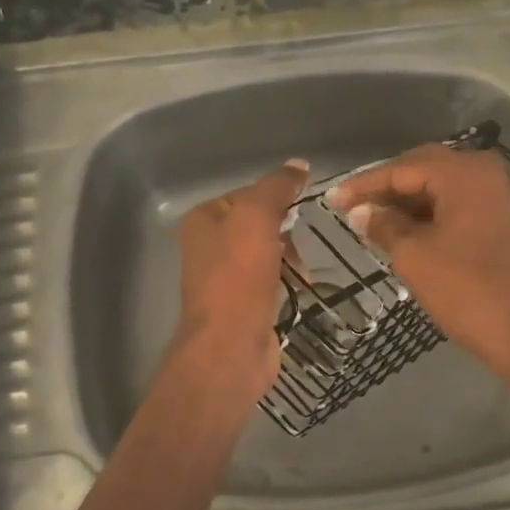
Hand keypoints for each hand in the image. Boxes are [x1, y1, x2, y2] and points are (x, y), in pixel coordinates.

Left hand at [175, 160, 309, 399]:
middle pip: (258, 223)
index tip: (303, 207)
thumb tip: (299, 164)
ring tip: (306, 270)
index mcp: (203, 220)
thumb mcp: (257, 217)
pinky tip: (303, 287)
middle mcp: (208, 246)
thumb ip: (276, 187)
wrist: (231, 346)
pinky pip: (272, 281)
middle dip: (285, 230)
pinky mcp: (242, 305)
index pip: (247, 193)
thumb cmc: (239, 276)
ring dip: (290, 258)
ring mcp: (224, 278)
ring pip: (267, 253)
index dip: (276, 196)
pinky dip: (288, 281)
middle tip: (304, 242)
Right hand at [327, 145, 509, 387]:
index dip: (365, 185)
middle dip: (389, 189)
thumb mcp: (415, 257)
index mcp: (466, 173)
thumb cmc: (468, 291)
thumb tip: (362, 212)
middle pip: (428, 170)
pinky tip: (413, 232)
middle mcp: (491, 173)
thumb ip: (384, 225)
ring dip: (412, 202)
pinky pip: (467, 205)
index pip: (403, 169)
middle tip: (354, 208)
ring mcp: (507, 197)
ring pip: (448, 188)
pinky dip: (437, 214)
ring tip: (378, 222)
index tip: (333, 200)